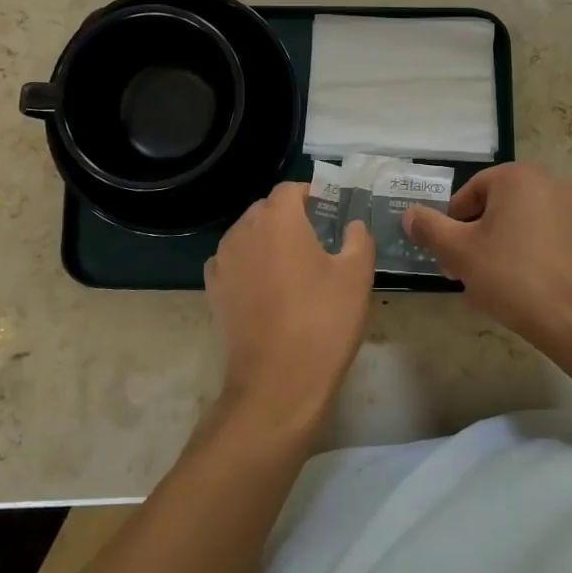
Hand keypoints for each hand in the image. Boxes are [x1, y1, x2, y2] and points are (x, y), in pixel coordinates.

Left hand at [205, 182, 374, 432]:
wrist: (277, 383)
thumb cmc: (322, 322)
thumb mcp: (356, 276)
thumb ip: (358, 239)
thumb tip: (353, 225)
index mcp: (278, 219)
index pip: (291, 189)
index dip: (312, 195)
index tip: (330, 210)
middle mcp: (243, 230)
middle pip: (266, 210)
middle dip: (290, 217)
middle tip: (318, 239)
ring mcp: (223, 260)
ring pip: (247, 235)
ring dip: (268, 240)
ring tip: (293, 266)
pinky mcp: (213, 289)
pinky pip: (233, 261)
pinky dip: (249, 264)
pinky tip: (268, 287)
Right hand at [403, 163, 571, 344]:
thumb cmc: (513, 277)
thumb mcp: (459, 252)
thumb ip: (430, 228)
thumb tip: (410, 214)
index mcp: (519, 177)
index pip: (470, 192)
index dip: (453, 224)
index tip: (450, 256)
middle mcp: (552, 182)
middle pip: (498, 207)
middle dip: (477, 237)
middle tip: (466, 272)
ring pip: (523, 223)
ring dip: (502, 246)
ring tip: (493, 285)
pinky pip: (549, 239)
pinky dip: (531, 255)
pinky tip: (524, 288)